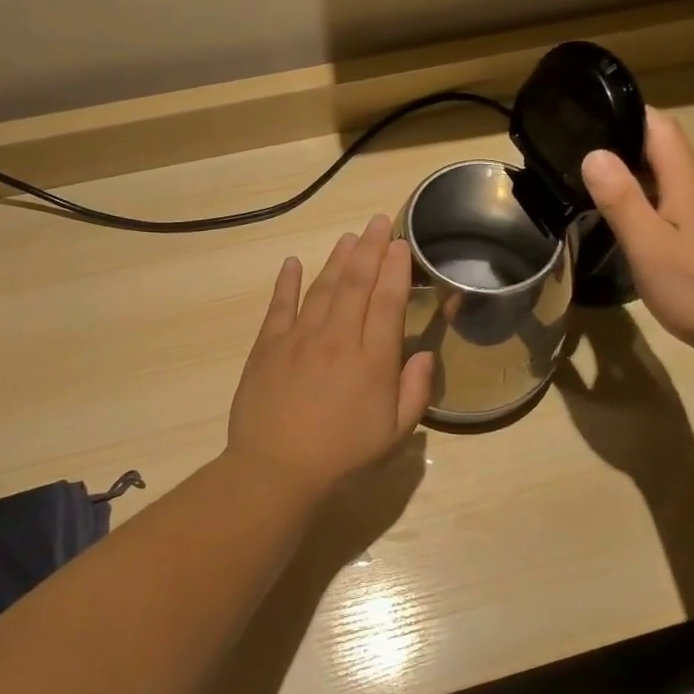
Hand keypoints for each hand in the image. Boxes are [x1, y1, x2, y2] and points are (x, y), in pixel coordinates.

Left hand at [226, 215, 434, 500]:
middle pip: (357, 283)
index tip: (400, 244)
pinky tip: (292, 262)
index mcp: (373, 359)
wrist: (277, 471)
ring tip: (349, 237)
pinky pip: (279, 306)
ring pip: (323, 287)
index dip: (395, 269)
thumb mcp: (395, 434)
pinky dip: (286, 282)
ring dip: (337, 259)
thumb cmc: (343, 457)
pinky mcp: (268, 347)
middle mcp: (338, 338)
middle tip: (378, 222)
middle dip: (370, 248)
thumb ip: (415, 391)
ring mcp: (300, 338)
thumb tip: (425, 354)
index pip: (388, 301)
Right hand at [581, 108, 693, 356]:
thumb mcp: (648, 244)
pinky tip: (627, 223)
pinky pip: (672, 207)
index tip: (592, 113)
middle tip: (579, 152)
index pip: (661, 127)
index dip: (630, 112)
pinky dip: (646, 203)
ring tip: (592, 185)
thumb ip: (621, 199)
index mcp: (687, 183)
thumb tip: (594, 153)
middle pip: (664, 152)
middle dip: (624, 144)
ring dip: (634, 176)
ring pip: (667, 181)